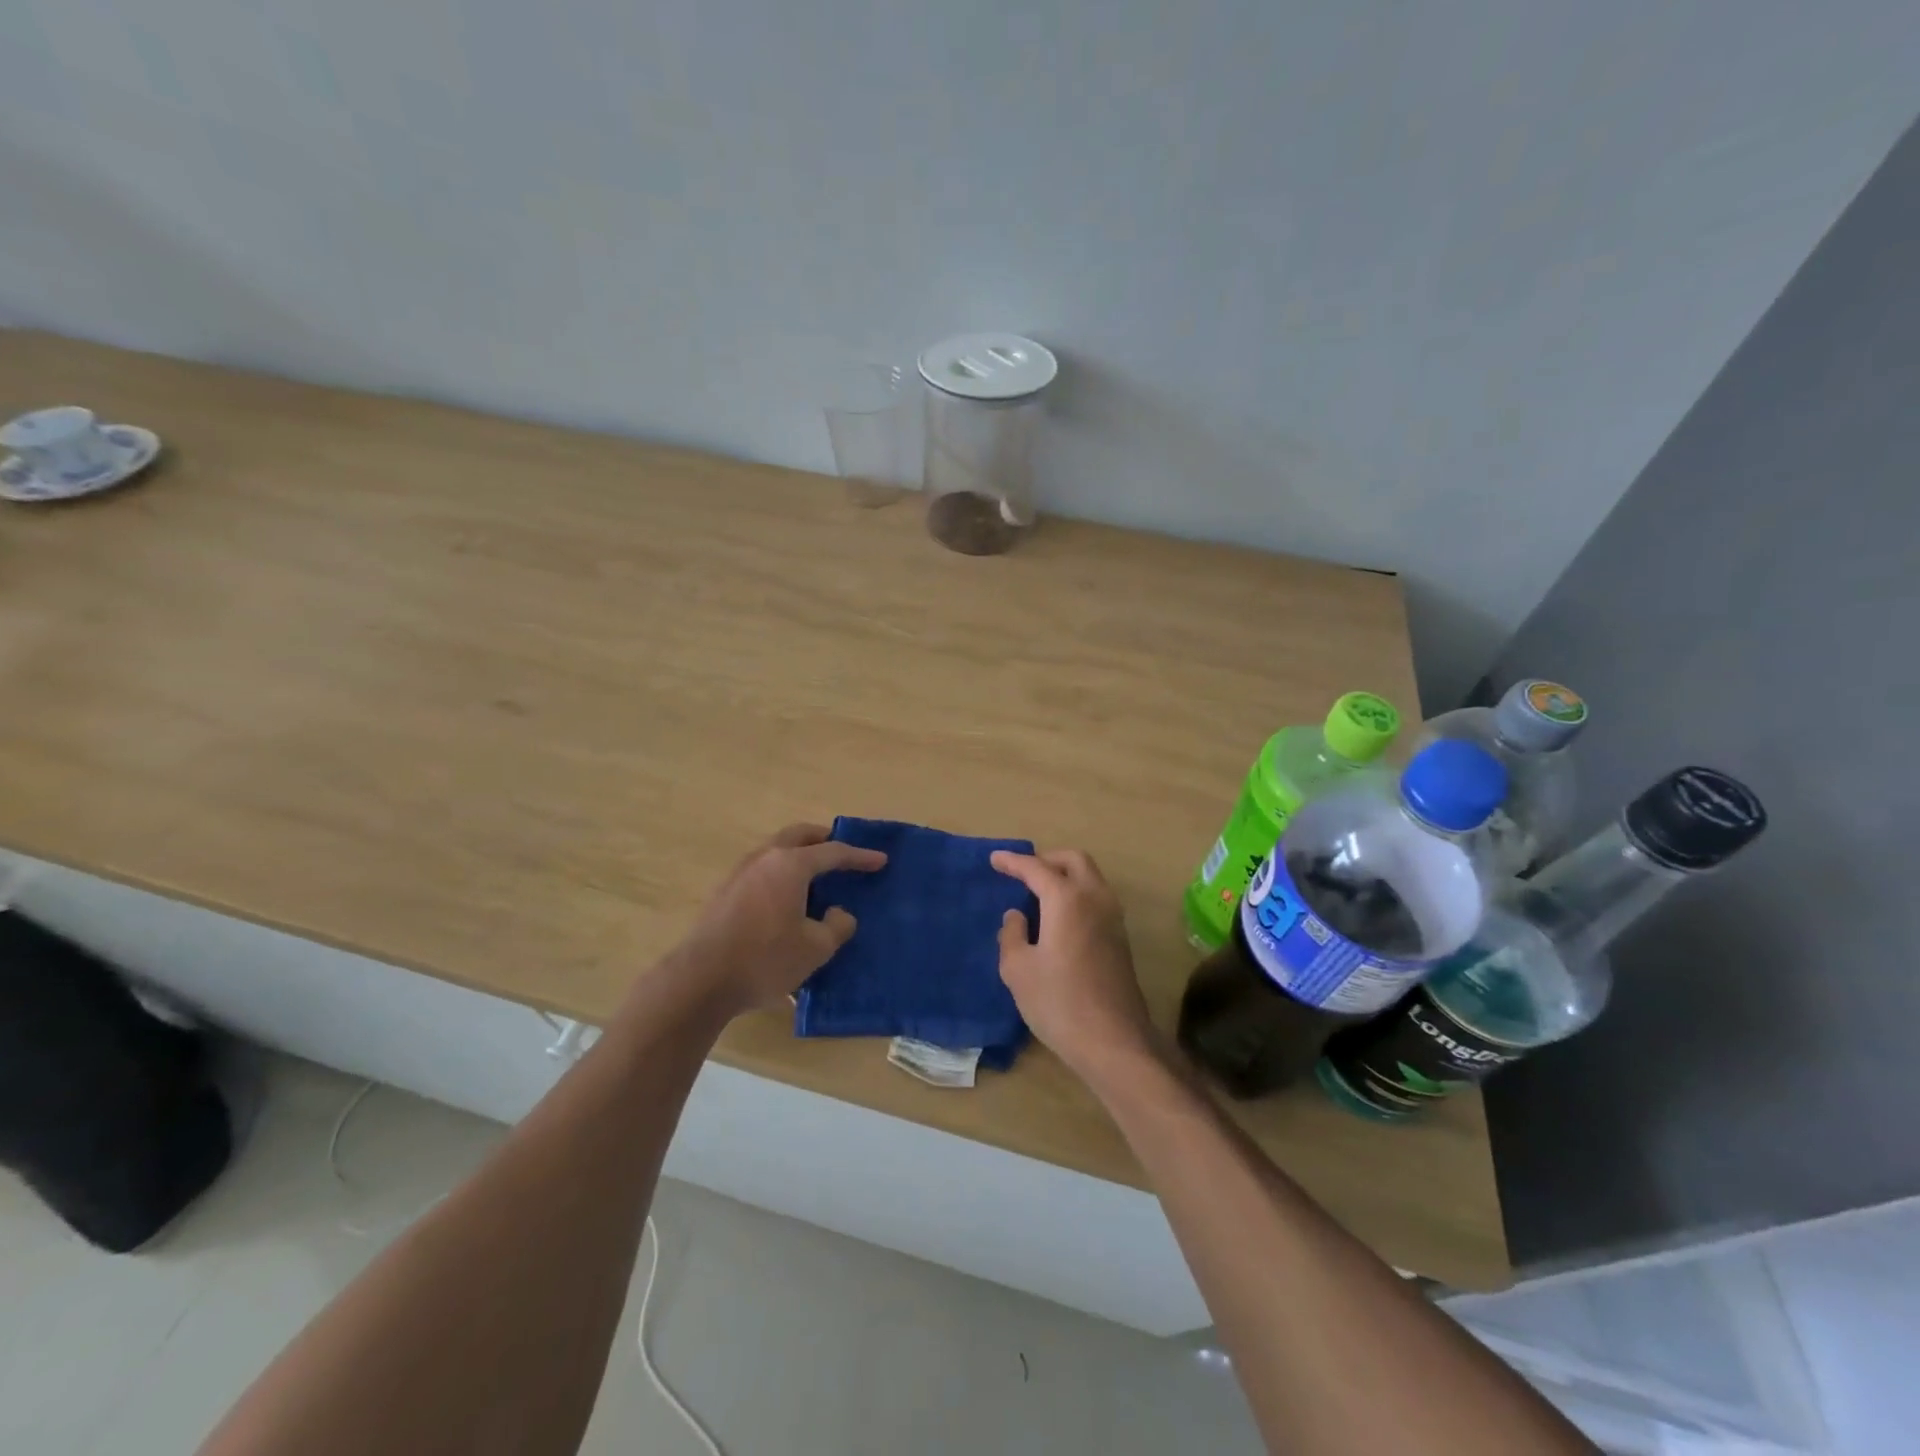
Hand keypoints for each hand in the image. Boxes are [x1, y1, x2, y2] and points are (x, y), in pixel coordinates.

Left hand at [675, 824, 886, 1016]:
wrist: (700, 980)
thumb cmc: (765, 959)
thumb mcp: (816, 948)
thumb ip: (837, 926)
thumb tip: (839, 913)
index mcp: (791, 865)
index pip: (833, 852)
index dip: (860, 857)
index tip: (880, 860)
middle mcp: (765, 858)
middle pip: (799, 836)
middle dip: (823, 838)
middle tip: (842, 850)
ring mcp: (740, 873)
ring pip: (776, 850)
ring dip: (799, 853)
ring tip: (815, 873)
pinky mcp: (724, 892)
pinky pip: (762, 869)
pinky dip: (781, 871)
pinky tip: (786, 895)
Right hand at [990, 849, 1156, 1083]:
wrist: (1114, 1041)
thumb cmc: (1059, 1002)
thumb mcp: (1018, 970)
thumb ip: (1012, 935)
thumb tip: (1017, 916)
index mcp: (1067, 899)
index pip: (1036, 868)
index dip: (1013, 862)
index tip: (995, 859)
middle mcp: (1095, 898)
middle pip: (1073, 860)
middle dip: (1046, 859)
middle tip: (1022, 872)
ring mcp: (1113, 918)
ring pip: (1090, 877)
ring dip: (1065, 875)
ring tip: (1038, 893)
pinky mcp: (1120, 938)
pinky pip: (1096, 898)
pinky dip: (1076, 893)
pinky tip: (1058, 917)